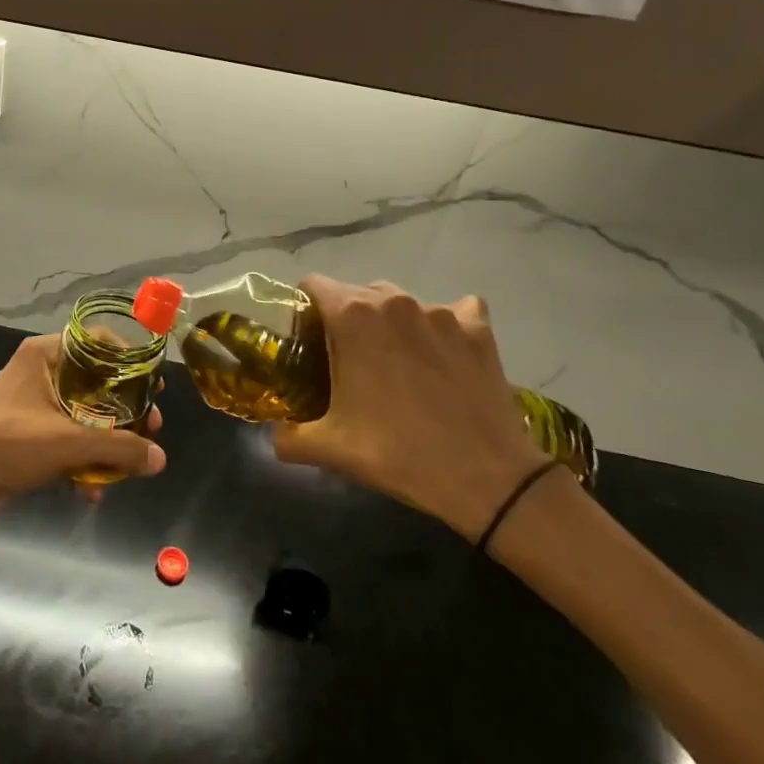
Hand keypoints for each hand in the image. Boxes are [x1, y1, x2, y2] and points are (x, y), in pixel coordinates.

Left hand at [0, 335, 166, 532]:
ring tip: (130, 465)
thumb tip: (160, 459)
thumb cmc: (8, 445)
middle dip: (123, 409)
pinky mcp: (26, 436)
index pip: (96, 342)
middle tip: (150, 428)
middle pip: (94, 382)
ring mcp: (31, 405)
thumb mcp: (67, 442)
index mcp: (43, 355)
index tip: (153, 385)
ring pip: (83, 415)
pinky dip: (81, 460)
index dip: (128, 361)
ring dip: (106, 440)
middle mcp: (39, 372)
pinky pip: (66, 440)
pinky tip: (93, 490)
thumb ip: (117, 448)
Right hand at [271, 277, 546, 540]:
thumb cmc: (398, 453)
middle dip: (347, 318)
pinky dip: (443, 327)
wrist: (488, 478)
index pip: (313, 285)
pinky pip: (453, 311)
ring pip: (401, 302)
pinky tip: (444, 355)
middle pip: (357, 292)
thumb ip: (290, 436)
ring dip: (391, 323)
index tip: (309, 340)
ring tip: (398, 362)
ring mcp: (439, 311)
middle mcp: (393, 301)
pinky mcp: (477, 328)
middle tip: (349, 360)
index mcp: (351, 317)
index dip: (305, 309)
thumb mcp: (331, 448)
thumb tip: (275, 436)